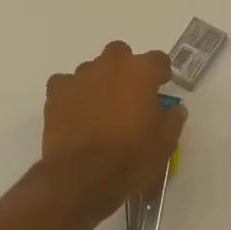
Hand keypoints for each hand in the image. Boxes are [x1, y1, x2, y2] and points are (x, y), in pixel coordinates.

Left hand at [42, 41, 187, 218]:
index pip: (158, 59)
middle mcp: (110, 65)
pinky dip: (72, 94)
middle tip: (128, 95)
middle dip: (125, 68)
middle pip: (120, 53)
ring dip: (99, 82)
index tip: (161, 87)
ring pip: (92, 69)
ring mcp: (80, 76)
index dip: (160, 73)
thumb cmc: (131, 157)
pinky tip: (75, 113)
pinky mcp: (56, 92)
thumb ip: (172, 119)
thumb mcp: (165, 143)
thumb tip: (174, 109)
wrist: (82, 176)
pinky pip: (66, 84)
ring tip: (100, 109)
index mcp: (141, 72)